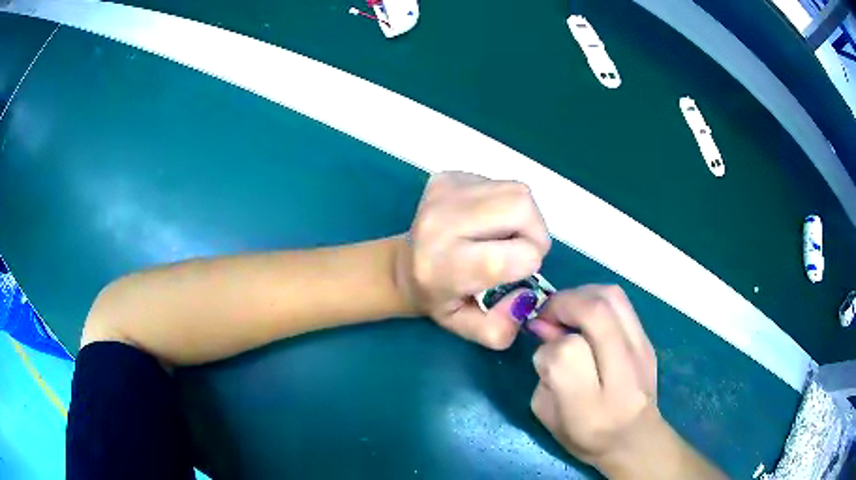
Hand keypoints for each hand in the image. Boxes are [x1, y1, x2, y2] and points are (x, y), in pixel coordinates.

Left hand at [396, 172, 550, 349]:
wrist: (402, 266)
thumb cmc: (439, 298)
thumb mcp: (467, 328)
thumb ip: (500, 328)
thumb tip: (525, 298)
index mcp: (445, 264)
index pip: (517, 253)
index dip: (528, 263)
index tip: (515, 272)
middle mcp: (441, 221)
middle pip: (522, 208)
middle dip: (534, 233)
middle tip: (519, 250)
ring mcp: (444, 192)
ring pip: (518, 191)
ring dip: (523, 217)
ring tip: (502, 235)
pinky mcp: (449, 177)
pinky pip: (500, 184)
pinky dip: (504, 204)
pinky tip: (486, 221)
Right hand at [529, 285, 663, 475]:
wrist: (635, 438)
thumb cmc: (585, 435)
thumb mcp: (548, 414)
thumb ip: (543, 372)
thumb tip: (546, 329)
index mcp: (589, 404)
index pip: (567, 352)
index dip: (548, 345)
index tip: (541, 346)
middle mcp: (621, 372)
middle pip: (595, 312)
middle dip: (563, 304)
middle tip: (547, 315)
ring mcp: (641, 351)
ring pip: (611, 297)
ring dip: (580, 295)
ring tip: (567, 311)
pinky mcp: (648, 340)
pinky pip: (621, 303)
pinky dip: (596, 299)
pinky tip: (587, 317)